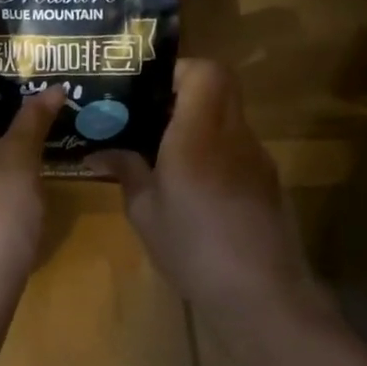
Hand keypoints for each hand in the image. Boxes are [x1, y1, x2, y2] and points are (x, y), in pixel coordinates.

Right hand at [88, 59, 319, 320]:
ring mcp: (256, 158)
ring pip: (229, 115)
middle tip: (150, 113)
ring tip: (164, 149)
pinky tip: (192, 184)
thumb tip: (99, 152)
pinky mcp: (267, 182)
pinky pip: (236, 145)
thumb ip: (125, 171)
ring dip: (199, 120)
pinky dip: (214, 148)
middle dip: (184, 90)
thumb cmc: (193, 248)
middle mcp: (233, 135)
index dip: (178, 69)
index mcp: (199, 134)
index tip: (148, 89)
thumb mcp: (144, 212)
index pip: (205, 71)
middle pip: (221, 85)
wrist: (262, 296)